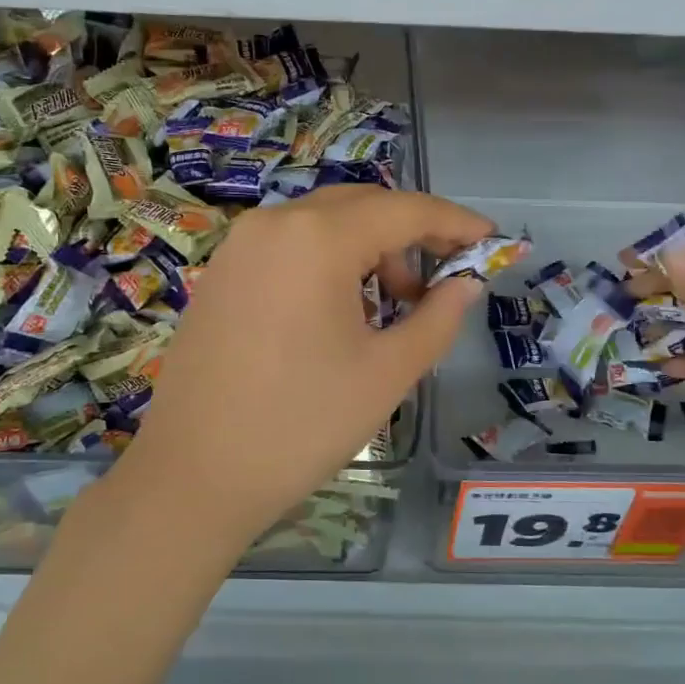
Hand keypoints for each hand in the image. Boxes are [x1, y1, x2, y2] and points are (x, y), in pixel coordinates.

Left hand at [121, 186, 493, 537]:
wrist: (193, 476)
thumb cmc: (301, 424)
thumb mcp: (386, 372)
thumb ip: (438, 317)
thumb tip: (466, 283)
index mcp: (317, 237)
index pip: (404, 210)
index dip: (454, 222)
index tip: (490, 239)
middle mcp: (273, 223)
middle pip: (361, 207)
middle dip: (410, 235)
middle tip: (442, 280)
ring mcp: (239, 246)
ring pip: (323, 225)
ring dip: (368, 250)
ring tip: (390, 310)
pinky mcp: (221, 273)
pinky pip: (289, 247)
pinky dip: (327, 263)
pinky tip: (338, 313)